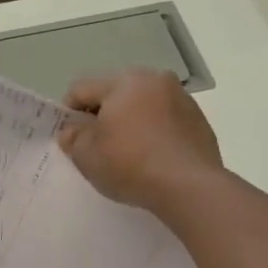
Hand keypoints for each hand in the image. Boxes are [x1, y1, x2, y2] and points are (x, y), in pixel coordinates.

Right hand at [57, 69, 221, 214]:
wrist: (190, 187)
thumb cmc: (131, 165)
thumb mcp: (87, 156)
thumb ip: (73, 138)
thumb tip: (72, 130)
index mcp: (124, 81)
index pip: (82, 89)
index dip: (68, 112)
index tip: (70, 138)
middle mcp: (154, 80)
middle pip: (115, 93)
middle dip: (102, 116)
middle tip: (98, 146)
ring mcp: (181, 98)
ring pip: (142, 105)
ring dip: (130, 122)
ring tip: (127, 154)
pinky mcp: (198, 120)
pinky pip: (165, 120)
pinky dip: (153, 132)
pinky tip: (152, 158)